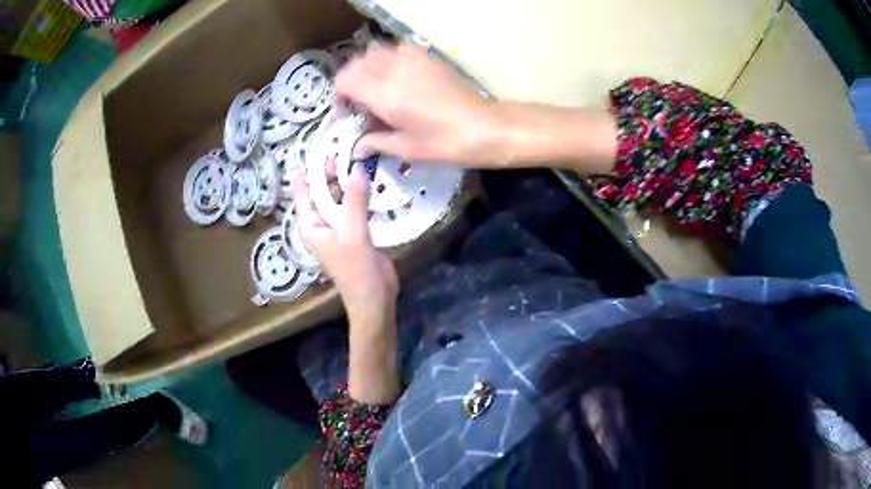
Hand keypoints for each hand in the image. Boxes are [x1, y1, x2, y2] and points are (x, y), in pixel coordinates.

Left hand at [292, 165, 398, 327]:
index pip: (302, 193)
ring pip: (339, 198)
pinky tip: (370, 181)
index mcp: (310, 226)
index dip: (307, 172)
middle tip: (346, 151)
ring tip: (359, 160)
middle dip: (330, 173)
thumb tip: (358, 168)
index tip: (314, 149)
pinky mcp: (355, 231)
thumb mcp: (353, 232)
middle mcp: (321, 224)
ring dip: (347, 183)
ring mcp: (338, 228)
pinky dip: (359, 195)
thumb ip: (355, 200)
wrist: (374, 297)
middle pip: (321, 192)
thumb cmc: (356, 269)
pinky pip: (353, 207)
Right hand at [336, 45, 505, 166]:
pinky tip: (398, 77)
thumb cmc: (444, 143)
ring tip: (377, 87)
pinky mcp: (428, 57)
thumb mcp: (406, 148)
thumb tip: (357, 146)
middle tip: (360, 101)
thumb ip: (376, 142)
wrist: (484, 128)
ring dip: (369, 67)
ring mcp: (413, 60)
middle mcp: (394, 70)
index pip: (346, 80)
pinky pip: (398, 49)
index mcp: (384, 94)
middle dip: (351, 79)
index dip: (340, 95)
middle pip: (357, 62)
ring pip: (376, 52)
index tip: (348, 113)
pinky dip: (389, 59)